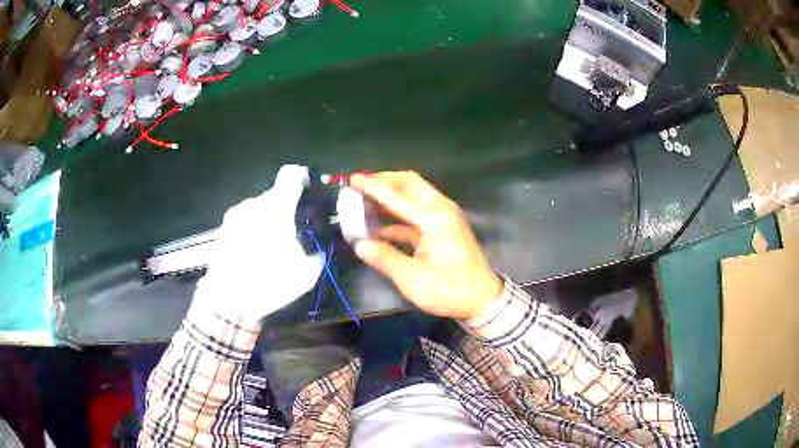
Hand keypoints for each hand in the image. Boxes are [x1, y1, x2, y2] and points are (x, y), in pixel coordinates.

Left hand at [192, 165, 323, 321]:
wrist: (227, 302)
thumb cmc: (269, 283)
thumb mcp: (306, 273)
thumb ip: (317, 251)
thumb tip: (318, 244)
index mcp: (276, 207)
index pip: (291, 174)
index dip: (303, 177)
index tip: (310, 190)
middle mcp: (253, 204)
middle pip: (275, 195)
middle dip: (287, 208)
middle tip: (294, 231)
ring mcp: (235, 216)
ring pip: (259, 209)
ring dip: (268, 220)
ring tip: (272, 246)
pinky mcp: (223, 229)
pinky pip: (245, 221)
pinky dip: (253, 230)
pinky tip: (255, 253)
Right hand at [351, 171, 502, 319]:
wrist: (483, 300)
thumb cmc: (450, 289)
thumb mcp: (413, 278)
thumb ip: (384, 258)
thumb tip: (359, 244)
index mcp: (433, 217)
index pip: (396, 196)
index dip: (372, 186)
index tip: (352, 178)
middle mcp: (440, 210)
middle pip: (410, 184)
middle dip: (384, 181)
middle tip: (360, 186)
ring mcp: (444, 218)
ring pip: (414, 196)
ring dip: (391, 197)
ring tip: (365, 203)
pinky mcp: (444, 229)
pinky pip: (417, 214)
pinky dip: (398, 217)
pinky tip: (379, 228)